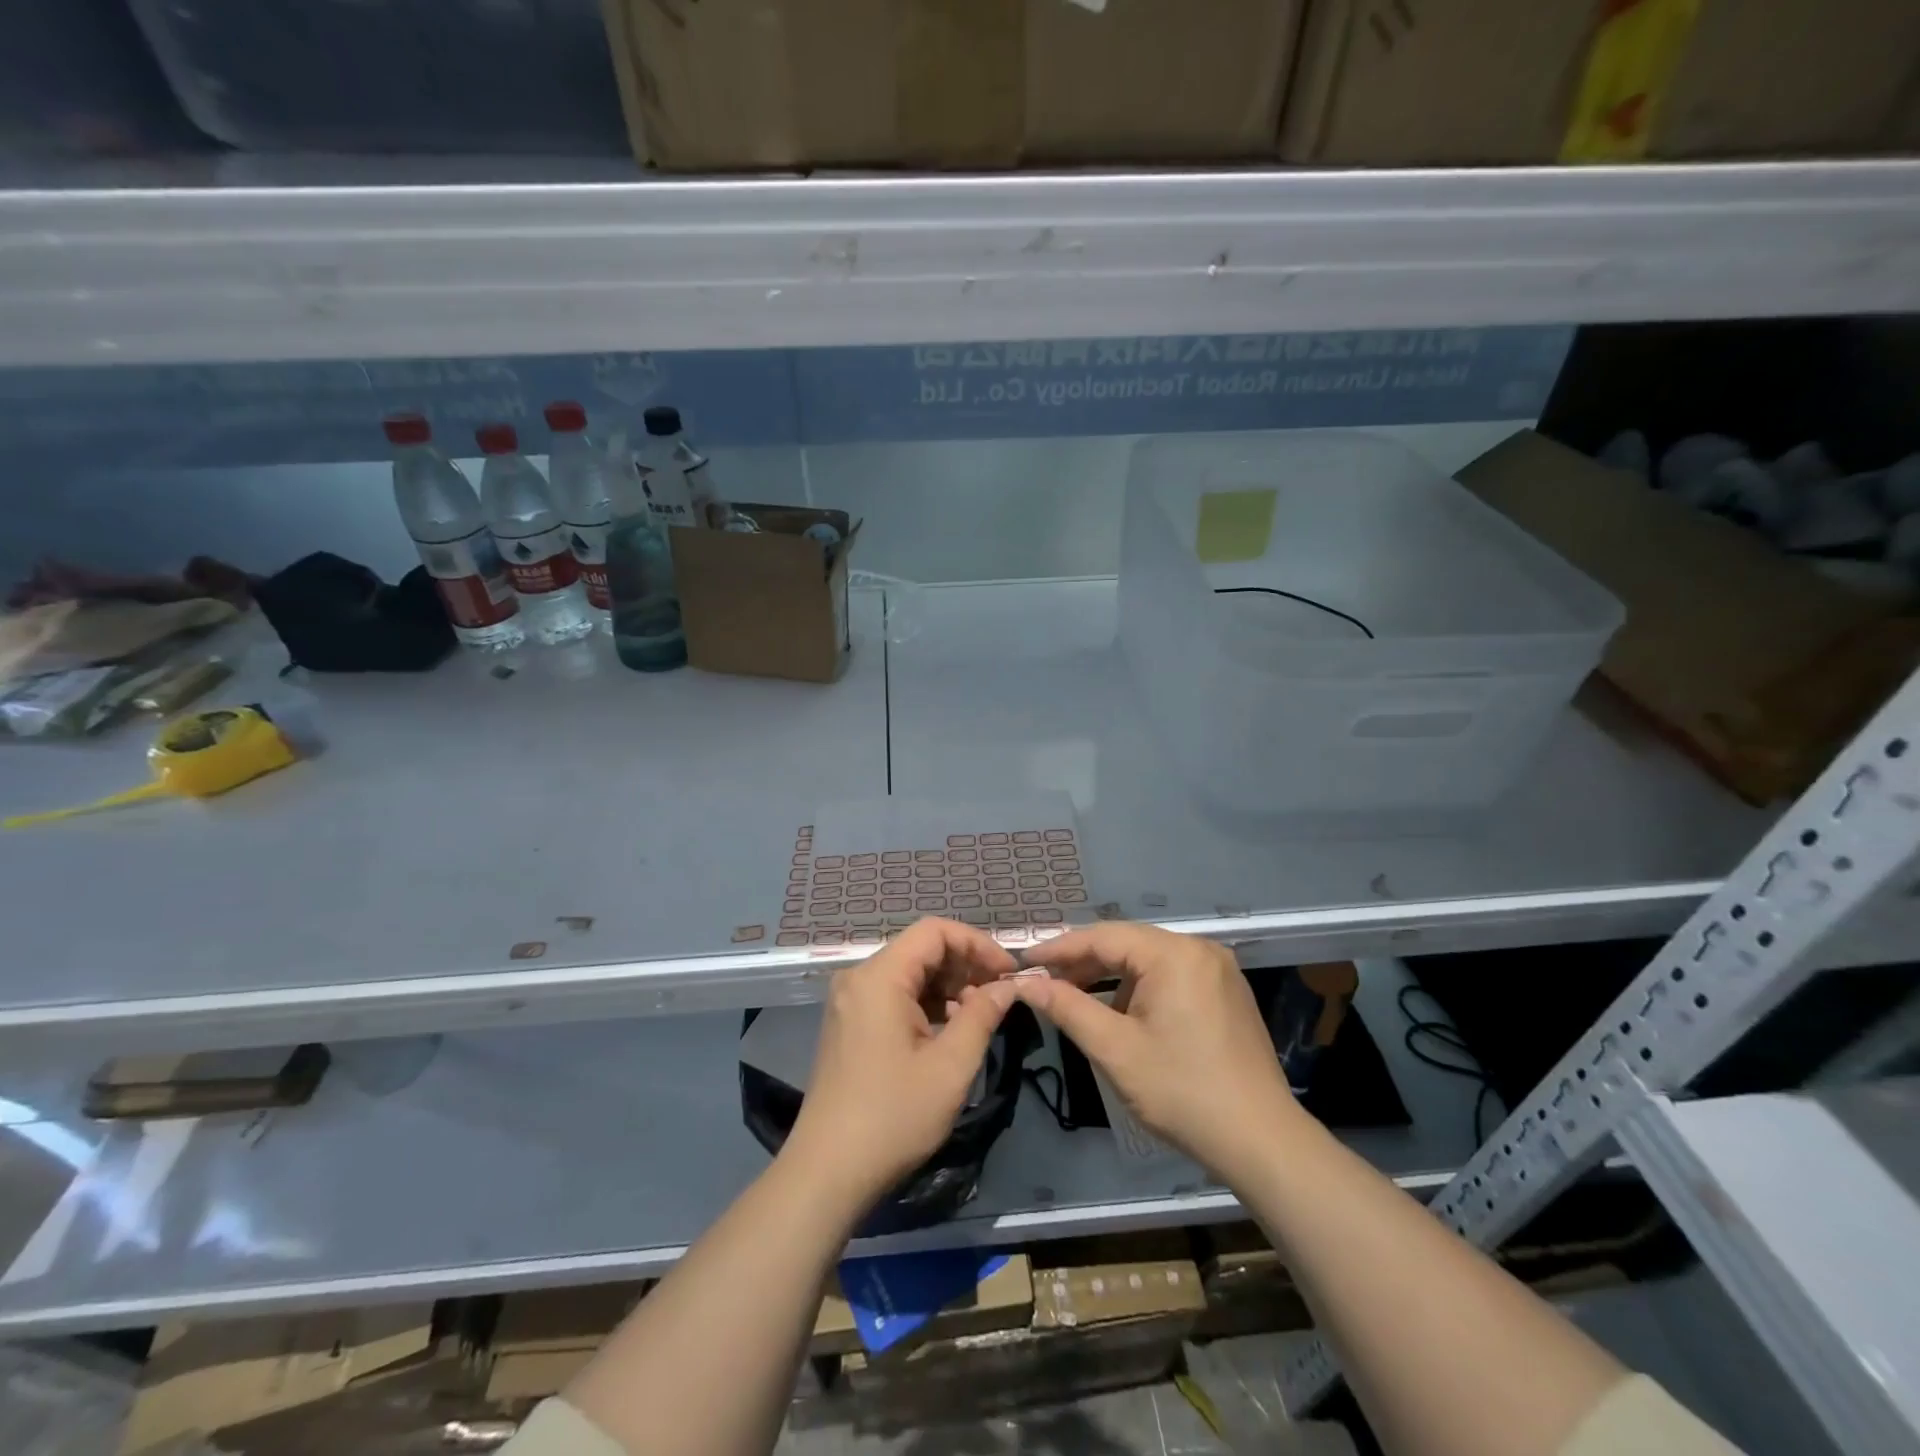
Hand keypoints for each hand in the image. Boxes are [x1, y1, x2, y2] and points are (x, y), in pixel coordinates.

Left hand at [784, 918, 1018, 1206]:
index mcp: (879, 977)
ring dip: (948, 986)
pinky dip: (926, 1003)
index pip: (934, 931)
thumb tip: (1010, 985)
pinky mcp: (850, 1023)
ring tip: (981, 1015)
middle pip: (921, 949)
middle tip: (1001, 994)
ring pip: (909, 973)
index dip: (977, 943)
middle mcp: (859, 978)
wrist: (828, 1172)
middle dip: (965, 965)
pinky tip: (950, 1029)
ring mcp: (850, 1001)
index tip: (1009, 972)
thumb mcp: (950, 1066)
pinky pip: (894, 995)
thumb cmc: (893, 1117)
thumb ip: (982, 1015)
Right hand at [1013, 922, 1303, 1184]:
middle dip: (1084, 962)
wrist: (1261, 1141)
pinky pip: (1171, 975)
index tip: (1023, 961)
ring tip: (1076, 999)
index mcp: (1174, 954)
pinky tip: (1122, 1013)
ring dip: (1111, 977)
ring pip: (1149, 960)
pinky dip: (1140, 988)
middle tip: (1044, 981)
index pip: (1103, 937)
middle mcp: (1199, 949)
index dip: (1059, 948)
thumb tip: (1025, 983)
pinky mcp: (1227, 992)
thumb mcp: (1114, 1049)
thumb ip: (1066, 1007)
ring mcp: (1218, 970)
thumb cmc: (1182, 1092)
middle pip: (1128, 944)